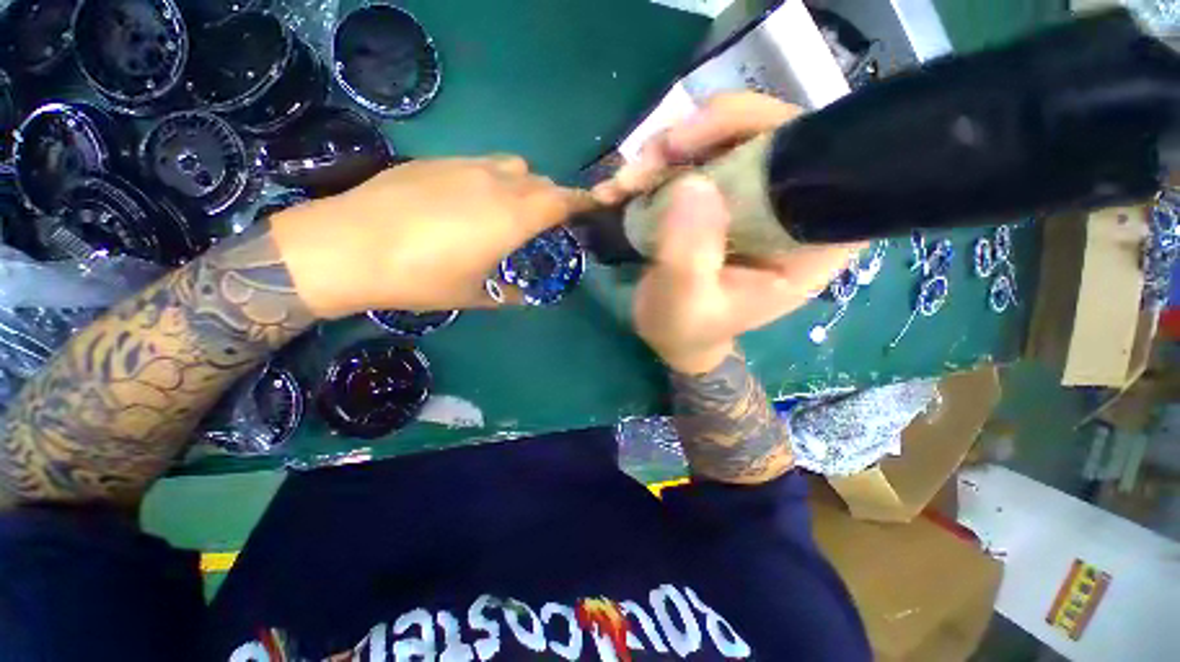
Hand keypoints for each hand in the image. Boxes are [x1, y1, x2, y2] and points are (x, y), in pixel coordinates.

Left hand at [271, 156, 592, 317]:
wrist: (347, 246)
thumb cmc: (421, 277)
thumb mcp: (474, 295)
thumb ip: (508, 294)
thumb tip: (523, 296)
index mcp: (513, 217)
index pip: (562, 200)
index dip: (581, 202)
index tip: (590, 210)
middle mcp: (496, 183)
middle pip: (541, 182)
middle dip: (552, 199)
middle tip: (546, 224)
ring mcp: (465, 166)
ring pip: (513, 167)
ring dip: (523, 186)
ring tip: (509, 211)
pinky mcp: (437, 162)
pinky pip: (481, 164)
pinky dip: (492, 180)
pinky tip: (468, 203)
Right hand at [609, 93, 860, 373]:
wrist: (669, 335)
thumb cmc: (686, 329)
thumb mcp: (684, 305)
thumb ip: (689, 258)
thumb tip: (693, 184)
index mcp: (806, 244)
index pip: (825, 167)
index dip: (777, 134)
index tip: (711, 141)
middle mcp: (786, 211)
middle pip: (769, 136)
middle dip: (705, 135)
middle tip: (652, 158)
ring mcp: (749, 199)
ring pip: (724, 140)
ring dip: (667, 151)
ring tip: (624, 184)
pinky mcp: (716, 197)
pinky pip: (693, 159)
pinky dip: (653, 165)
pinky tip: (620, 189)